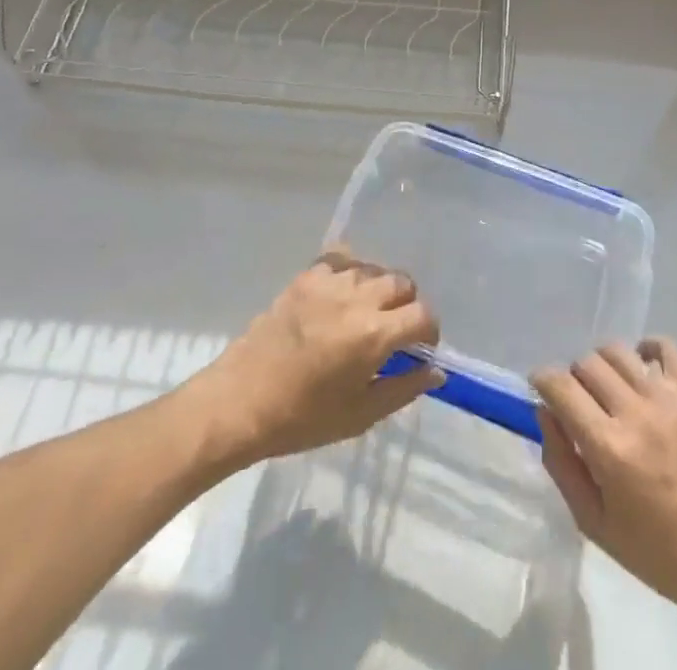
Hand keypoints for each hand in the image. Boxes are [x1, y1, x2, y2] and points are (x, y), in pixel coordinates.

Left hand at [195, 251, 444, 465]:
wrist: (240, 402)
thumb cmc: (301, 418)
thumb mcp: (360, 415)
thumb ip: (403, 388)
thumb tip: (436, 370)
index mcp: (374, 334)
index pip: (422, 314)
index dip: (429, 331)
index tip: (420, 347)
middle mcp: (357, 298)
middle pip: (402, 283)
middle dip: (407, 305)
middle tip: (394, 330)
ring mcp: (330, 282)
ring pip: (374, 269)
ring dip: (380, 288)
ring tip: (367, 312)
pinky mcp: (306, 276)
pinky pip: (342, 259)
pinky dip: (351, 271)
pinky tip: (343, 294)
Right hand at [532, 339, 676, 623]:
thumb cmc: (656, 551)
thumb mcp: (593, 522)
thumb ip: (561, 463)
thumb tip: (545, 412)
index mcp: (609, 448)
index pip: (561, 386)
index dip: (543, 380)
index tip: (541, 388)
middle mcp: (637, 413)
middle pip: (587, 363)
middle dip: (573, 377)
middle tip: (579, 403)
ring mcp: (669, 399)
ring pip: (618, 351)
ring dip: (603, 365)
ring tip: (608, 390)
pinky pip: (665, 347)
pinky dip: (646, 349)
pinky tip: (641, 369)